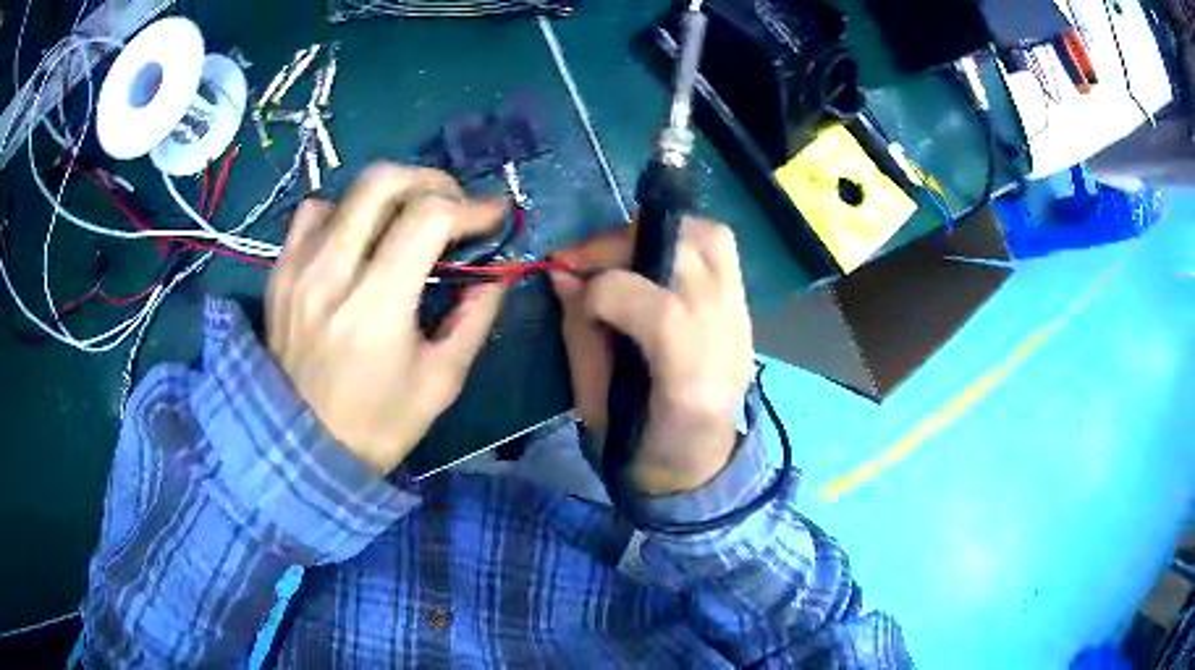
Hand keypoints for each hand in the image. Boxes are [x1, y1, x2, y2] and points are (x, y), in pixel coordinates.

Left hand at [266, 164, 506, 474]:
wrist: (303, 449)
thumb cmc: (378, 424)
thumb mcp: (441, 381)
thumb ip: (474, 318)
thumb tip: (498, 272)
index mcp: (376, 306)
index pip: (428, 218)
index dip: (471, 207)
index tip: (494, 216)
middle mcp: (331, 273)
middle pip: (382, 181)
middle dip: (431, 181)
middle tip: (453, 205)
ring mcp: (298, 268)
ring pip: (347, 191)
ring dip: (387, 196)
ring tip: (406, 221)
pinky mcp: (279, 273)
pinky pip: (311, 214)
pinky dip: (343, 212)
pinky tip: (356, 238)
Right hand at [552, 218, 754, 495]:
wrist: (701, 466)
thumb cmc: (641, 448)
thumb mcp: (595, 407)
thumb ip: (580, 336)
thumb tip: (562, 274)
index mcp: (692, 384)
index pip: (656, 309)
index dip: (602, 292)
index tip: (572, 295)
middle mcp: (729, 340)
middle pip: (685, 255)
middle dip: (621, 245)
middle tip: (587, 260)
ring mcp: (742, 318)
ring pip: (708, 238)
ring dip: (656, 231)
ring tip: (621, 253)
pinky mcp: (743, 306)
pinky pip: (718, 247)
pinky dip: (681, 237)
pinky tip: (652, 258)